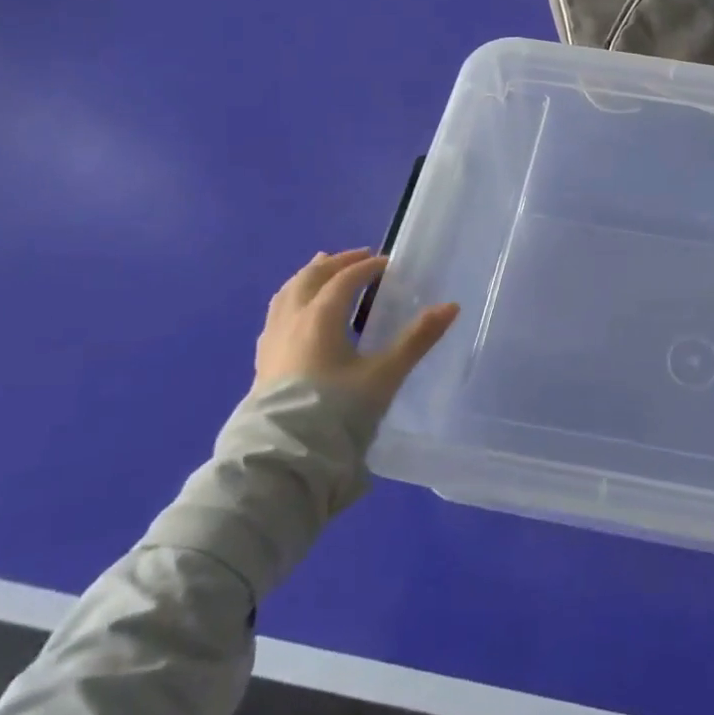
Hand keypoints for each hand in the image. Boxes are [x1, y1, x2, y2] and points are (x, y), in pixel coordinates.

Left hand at [253, 249, 459, 411]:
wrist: (285, 457)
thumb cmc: (337, 411)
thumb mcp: (385, 375)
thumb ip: (417, 339)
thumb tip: (451, 306)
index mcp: (321, 317)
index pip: (344, 279)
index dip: (367, 267)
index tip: (387, 264)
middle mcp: (292, 320)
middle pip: (310, 278)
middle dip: (335, 263)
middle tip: (358, 257)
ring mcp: (272, 341)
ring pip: (287, 294)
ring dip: (308, 277)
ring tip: (321, 272)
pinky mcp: (262, 363)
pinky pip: (276, 316)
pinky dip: (292, 301)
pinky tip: (296, 315)